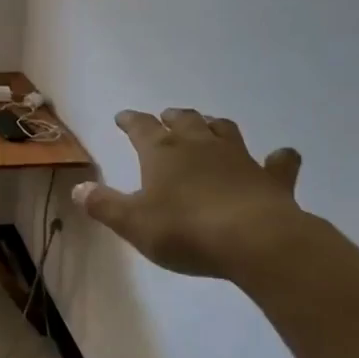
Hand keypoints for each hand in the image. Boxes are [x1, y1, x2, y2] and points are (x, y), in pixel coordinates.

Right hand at [75, 110, 306, 279]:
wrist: (255, 241)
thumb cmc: (185, 230)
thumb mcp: (133, 223)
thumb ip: (104, 205)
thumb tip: (78, 189)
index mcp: (162, 152)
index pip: (141, 127)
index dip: (130, 121)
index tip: (123, 117)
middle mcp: (200, 145)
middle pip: (185, 120)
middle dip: (172, 117)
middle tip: (166, 117)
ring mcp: (239, 158)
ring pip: (224, 130)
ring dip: (213, 126)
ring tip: (208, 126)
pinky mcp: (271, 178)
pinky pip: (278, 162)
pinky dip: (277, 158)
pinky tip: (280, 157)